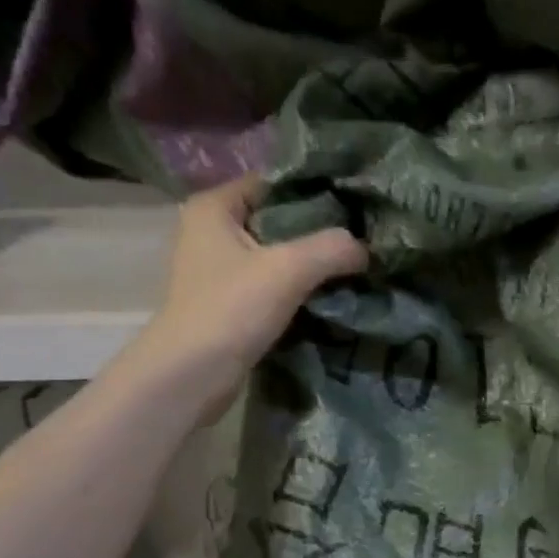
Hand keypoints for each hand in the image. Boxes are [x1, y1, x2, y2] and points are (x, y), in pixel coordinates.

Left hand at [137, 174, 366, 409]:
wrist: (193, 374)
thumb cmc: (231, 309)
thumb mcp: (289, 270)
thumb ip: (331, 249)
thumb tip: (365, 248)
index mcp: (213, 207)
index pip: (272, 183)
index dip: (313, 191)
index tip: (353, 206)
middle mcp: (210, 232)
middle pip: (276, 220)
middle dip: (316, 232)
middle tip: (360, 239)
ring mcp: (217, 271)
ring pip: (275, 256)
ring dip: (309, 265)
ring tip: (351, 268)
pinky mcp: (228, 304)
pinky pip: (271, 286)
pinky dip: (296, 291)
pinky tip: (328, 297)